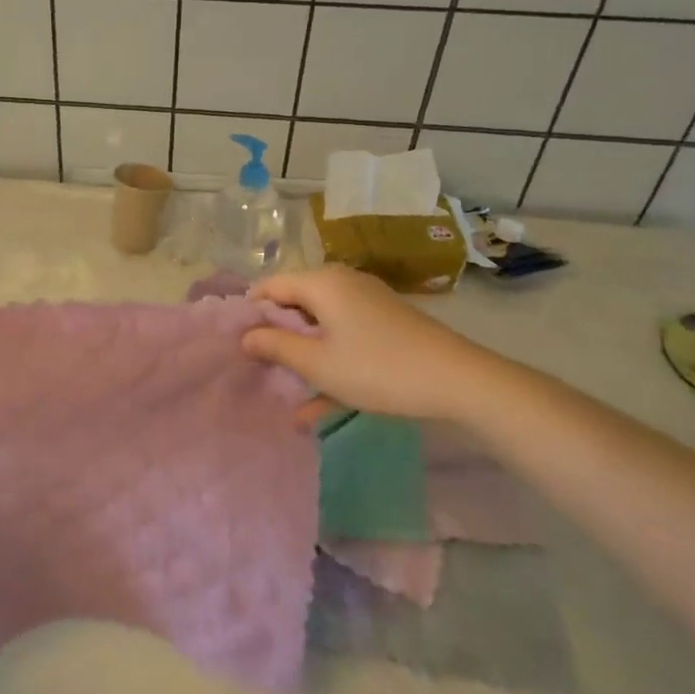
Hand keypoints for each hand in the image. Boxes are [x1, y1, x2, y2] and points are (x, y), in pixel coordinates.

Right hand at [241, 266, 499, 421]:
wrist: (459, 382)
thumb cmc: (377, 369)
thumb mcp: (318, 363)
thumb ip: (276, 346)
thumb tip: (245, 335)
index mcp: (322, 283)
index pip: (270, 286)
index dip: (250, 313)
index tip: (236, 343)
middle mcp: (343, 284)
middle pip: (295, 304)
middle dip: (276, 337)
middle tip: (257, 368)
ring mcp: (367, 304)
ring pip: (320, 326)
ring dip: (302, 358)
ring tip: (283, 392)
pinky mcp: (385, 325)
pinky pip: (344, 339)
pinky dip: (330, 365)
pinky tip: (316, 410)